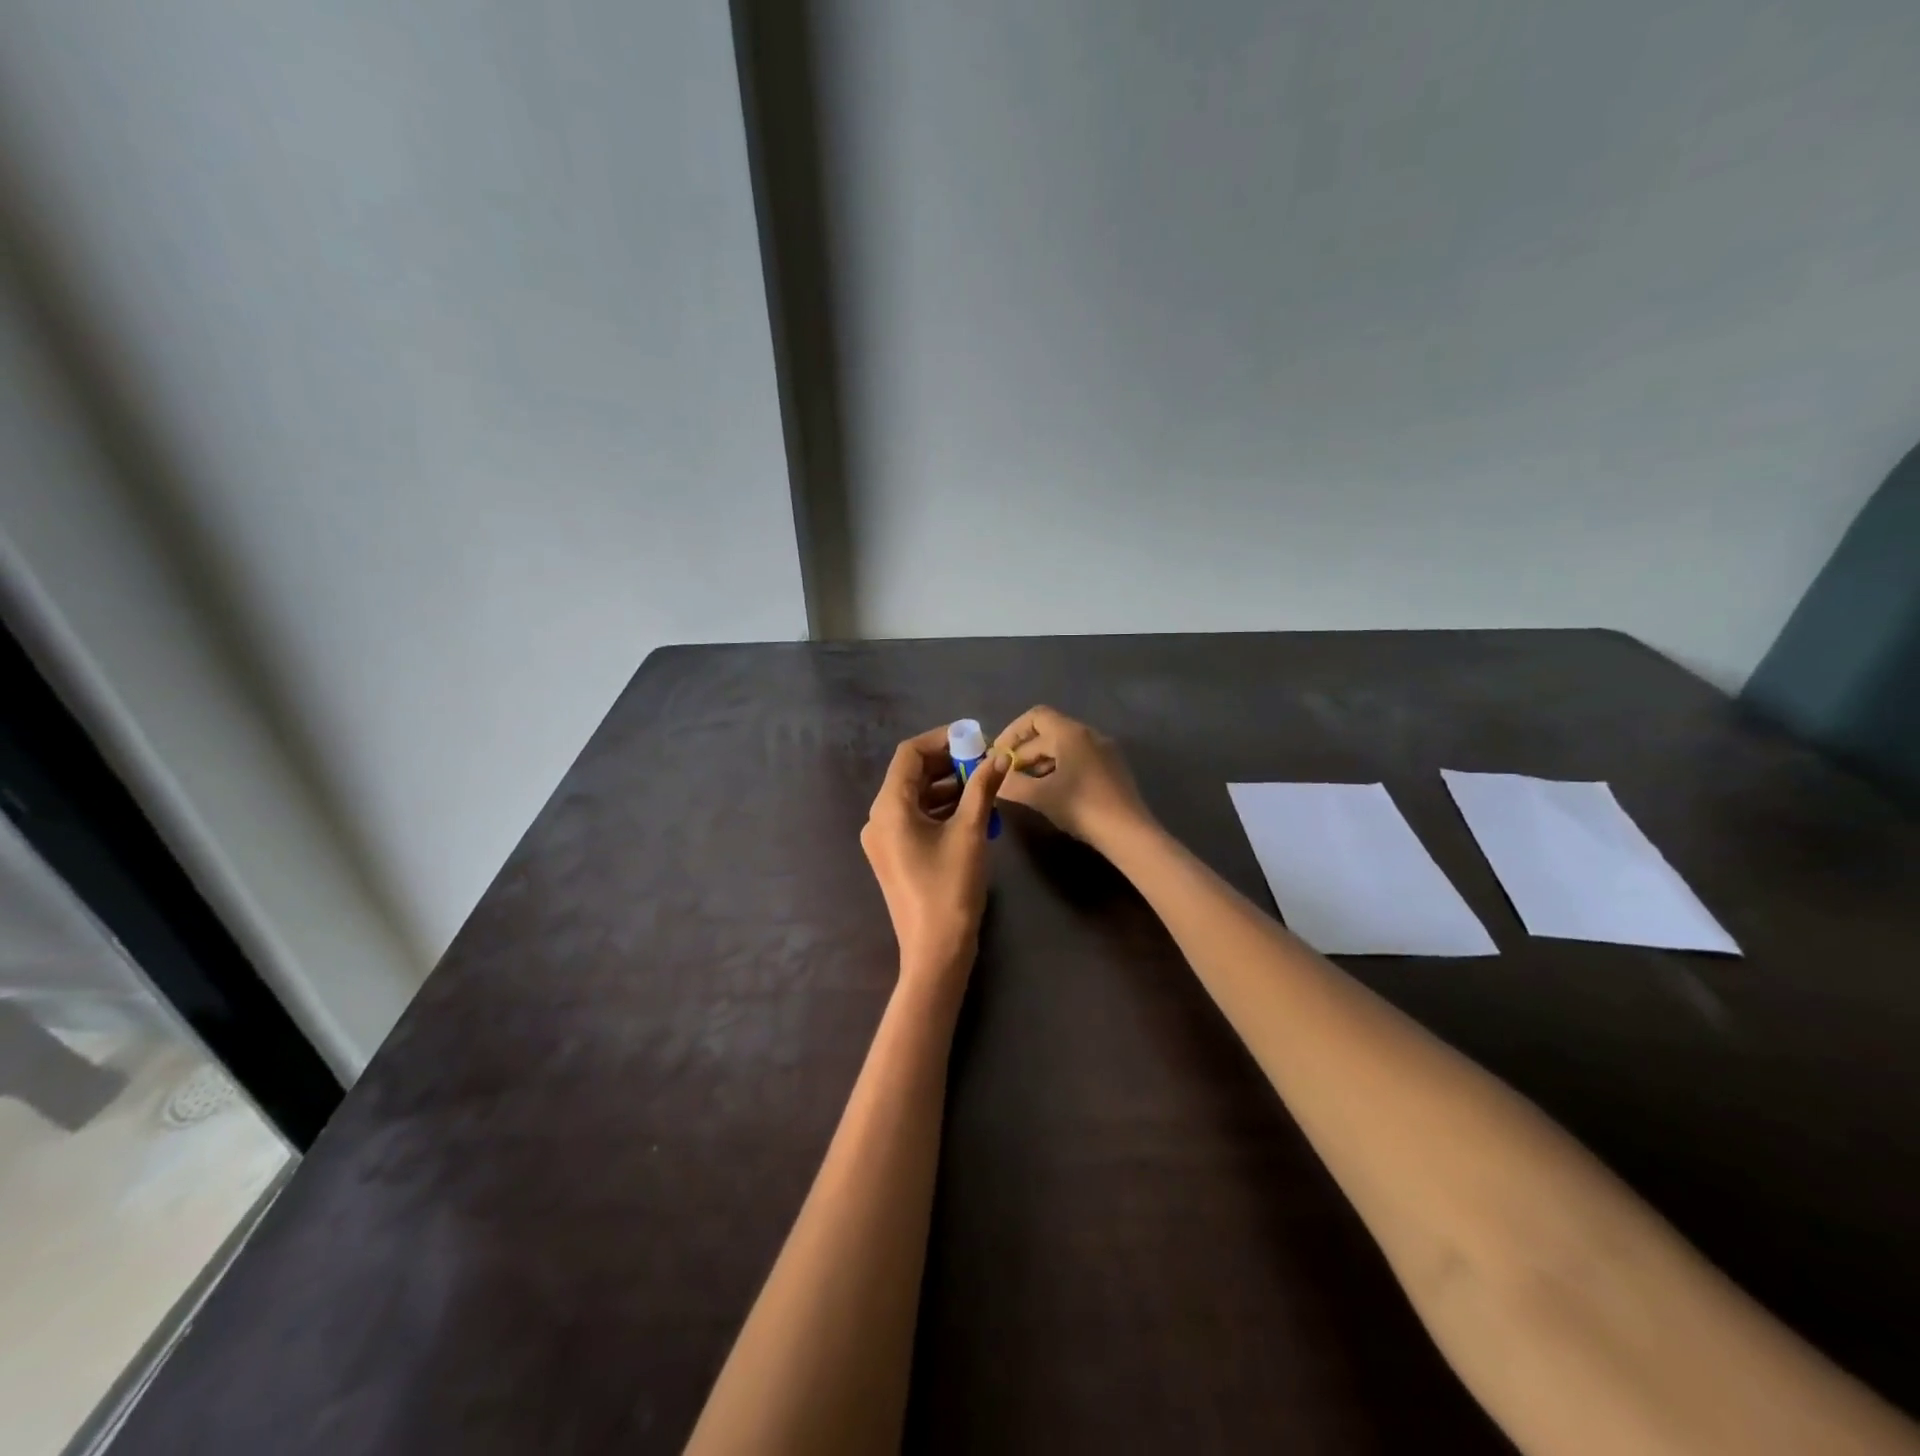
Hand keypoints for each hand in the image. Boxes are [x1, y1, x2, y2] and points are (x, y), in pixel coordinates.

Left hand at [860, 726, 1010, 993]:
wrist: (935, 950)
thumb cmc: (951, 888)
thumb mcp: (971, 832)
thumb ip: (983, 788)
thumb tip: (999, 756)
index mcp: (889, 807)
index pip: (909, 754)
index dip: (942, 739)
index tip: (975, 738)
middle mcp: (879, 818)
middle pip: (911, 774)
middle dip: (947, 763)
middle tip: (984, 760)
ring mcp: (884, 839)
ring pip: (915, 796)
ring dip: (947, 785)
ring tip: (983, 783)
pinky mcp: (894, 855)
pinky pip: (915, 818)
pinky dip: (940, 808)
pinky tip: (971, 808)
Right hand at [993, 706, 1150, 850]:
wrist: (1128, 833)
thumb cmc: (1081, 807)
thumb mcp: (1040, 796)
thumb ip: (1011, 783)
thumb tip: (995, 778)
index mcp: (1071, 733)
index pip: (1035, 717)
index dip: (1012, 732)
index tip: (998, 755)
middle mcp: (1089, 735)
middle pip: (1048, 733)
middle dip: (1023, 753)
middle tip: (1006, 777)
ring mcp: (1104, 751)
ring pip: (1063, 748)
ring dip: (1040, 763)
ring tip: (1025, 787)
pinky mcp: (1112, 769)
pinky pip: (1078, 759)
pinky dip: (1059, 769)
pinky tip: (1051, 792)